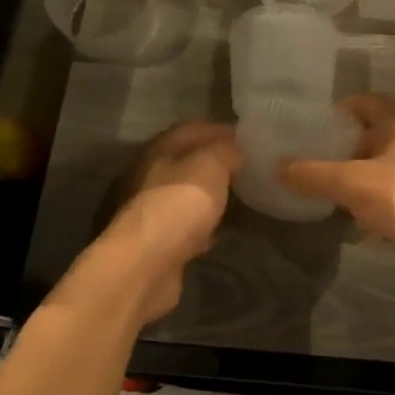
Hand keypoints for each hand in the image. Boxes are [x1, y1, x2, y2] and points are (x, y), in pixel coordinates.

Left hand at [89, 121, 240, 326]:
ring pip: (186, 194)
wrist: (145, 265)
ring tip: (239, 198)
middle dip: (216, 163)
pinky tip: (220, 230)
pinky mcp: (157, 242)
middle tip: (248, 168)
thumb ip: (225, 151)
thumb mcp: (211, 164)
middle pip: (187, 161)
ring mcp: (151, 210)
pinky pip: (186, 226)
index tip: (249, 138)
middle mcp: (149, 175)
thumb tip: (234, 151)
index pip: (192, 129)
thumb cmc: (179, 204)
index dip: (220, 130)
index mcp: (159, 149)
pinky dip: (203, 225)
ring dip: (210, 195)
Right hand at [281, 95, 394, 278]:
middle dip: (340, 147)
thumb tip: (276, 166)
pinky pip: (386, 196)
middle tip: (306, 157)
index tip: (311, 124)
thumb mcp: (353, 182)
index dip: (339, 109)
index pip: (365, 102)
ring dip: (352, 178)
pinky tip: (348, 217)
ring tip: (319, 187)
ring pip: (377, 169)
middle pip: (369, 137)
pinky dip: (367, 203)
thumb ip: (314, 174)